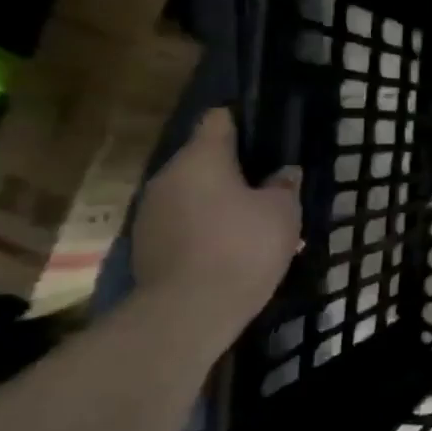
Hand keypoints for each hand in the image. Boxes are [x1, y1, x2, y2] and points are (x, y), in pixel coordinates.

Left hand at [131, 108, 301, 328]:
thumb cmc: (244, 246)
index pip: (218, 121)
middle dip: (235, 169)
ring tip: (253, 221)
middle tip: (269, 186)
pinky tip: (231, 247)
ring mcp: (151, 212)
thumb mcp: (283, 211)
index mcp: (200, 159)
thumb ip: (284, 185)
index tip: (267, 133)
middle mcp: (167, 177)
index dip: (243, 122)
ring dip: (220, 201)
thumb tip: (283, 173)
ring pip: (193, 193)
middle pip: (203, 159)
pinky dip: (206, 226)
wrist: (190, 309)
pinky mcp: (147, 244)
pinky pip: (184, 222)